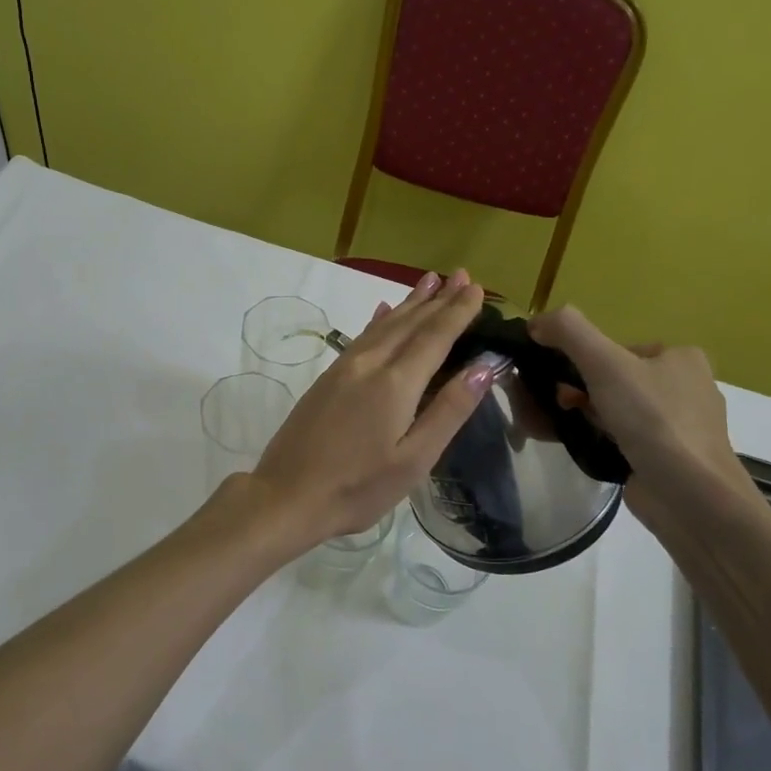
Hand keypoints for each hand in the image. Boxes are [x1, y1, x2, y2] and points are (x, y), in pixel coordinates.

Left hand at [245, 270, 494, 546]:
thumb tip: (484, 367)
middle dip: (438, 299)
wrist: (286, 495)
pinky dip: (379, 320)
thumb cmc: (358, 487)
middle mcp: (369, 364)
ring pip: (384, 325)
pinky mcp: (327, 379)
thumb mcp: (414, 460)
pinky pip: (362, 336)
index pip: (435, 337)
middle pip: (410, 323)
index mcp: (395, 383)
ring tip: (430, 281)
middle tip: (461, 275)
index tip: (476, 288)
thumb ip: (449, 410)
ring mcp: (344, 369)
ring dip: (410, 303)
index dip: (457, 312)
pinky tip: (383, 311)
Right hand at [527, 306, 748, 513]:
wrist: (691, 497)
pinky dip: (597, 439)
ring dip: (583, 415)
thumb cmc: (653, 420)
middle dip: (578, 390)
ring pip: (616, 411)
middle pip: (614, 380)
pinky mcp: (667, 460)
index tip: (559, 379)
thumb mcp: (605, 363)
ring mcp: (678, 428)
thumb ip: (569, 332)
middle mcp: (686, 389)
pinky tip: (579, 446)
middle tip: (557, 405)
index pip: (618, 349)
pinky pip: (622, 440)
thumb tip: (536, 321)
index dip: (583, 361)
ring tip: (558, 427)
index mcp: (681, 358)